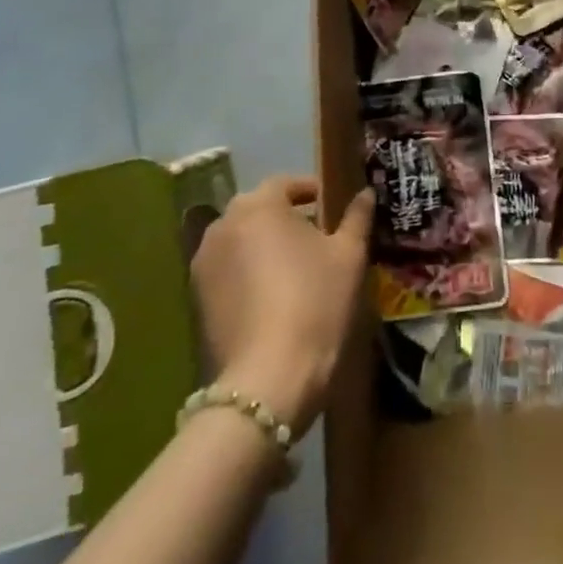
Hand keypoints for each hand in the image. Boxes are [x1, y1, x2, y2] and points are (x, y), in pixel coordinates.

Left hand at [190, 176, 373, 437]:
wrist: (268, 380)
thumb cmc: (315, 302)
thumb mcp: (348, 255)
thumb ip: (357, 217)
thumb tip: (366, 192)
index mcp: (258, 205)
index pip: (286, 183)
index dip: (312, 190)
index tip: (333, 205)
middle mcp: (223, 225)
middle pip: (260, 210)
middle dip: (287, 217)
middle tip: (319, 236)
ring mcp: (203, 264)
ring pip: (242, 240)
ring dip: (266, 245)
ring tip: (296, 267)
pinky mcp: (196, 300)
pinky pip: (229, 271)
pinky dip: (249, 272)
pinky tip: (274, 296)